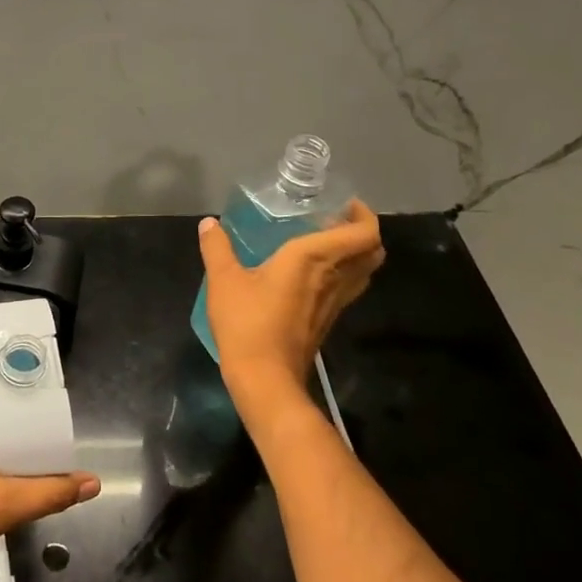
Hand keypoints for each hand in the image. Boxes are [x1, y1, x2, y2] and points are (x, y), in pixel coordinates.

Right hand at [198, 200, 384, 417]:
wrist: (265, 378)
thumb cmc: (247, 322)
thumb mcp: (223, 280)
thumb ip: (217, 247)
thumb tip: (209, 223)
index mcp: (313, 258)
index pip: (363, 234)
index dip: (365, 216)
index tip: (346, 204)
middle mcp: (333, 277)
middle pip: (372, 252)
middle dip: (364, 232)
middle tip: (337, 220)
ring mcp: (334, 302)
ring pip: (363, 272)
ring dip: (355, 254)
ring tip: (326, 242)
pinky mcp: (327, 320)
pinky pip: (347, 288)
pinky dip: (342, 273)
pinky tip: (312, 273)